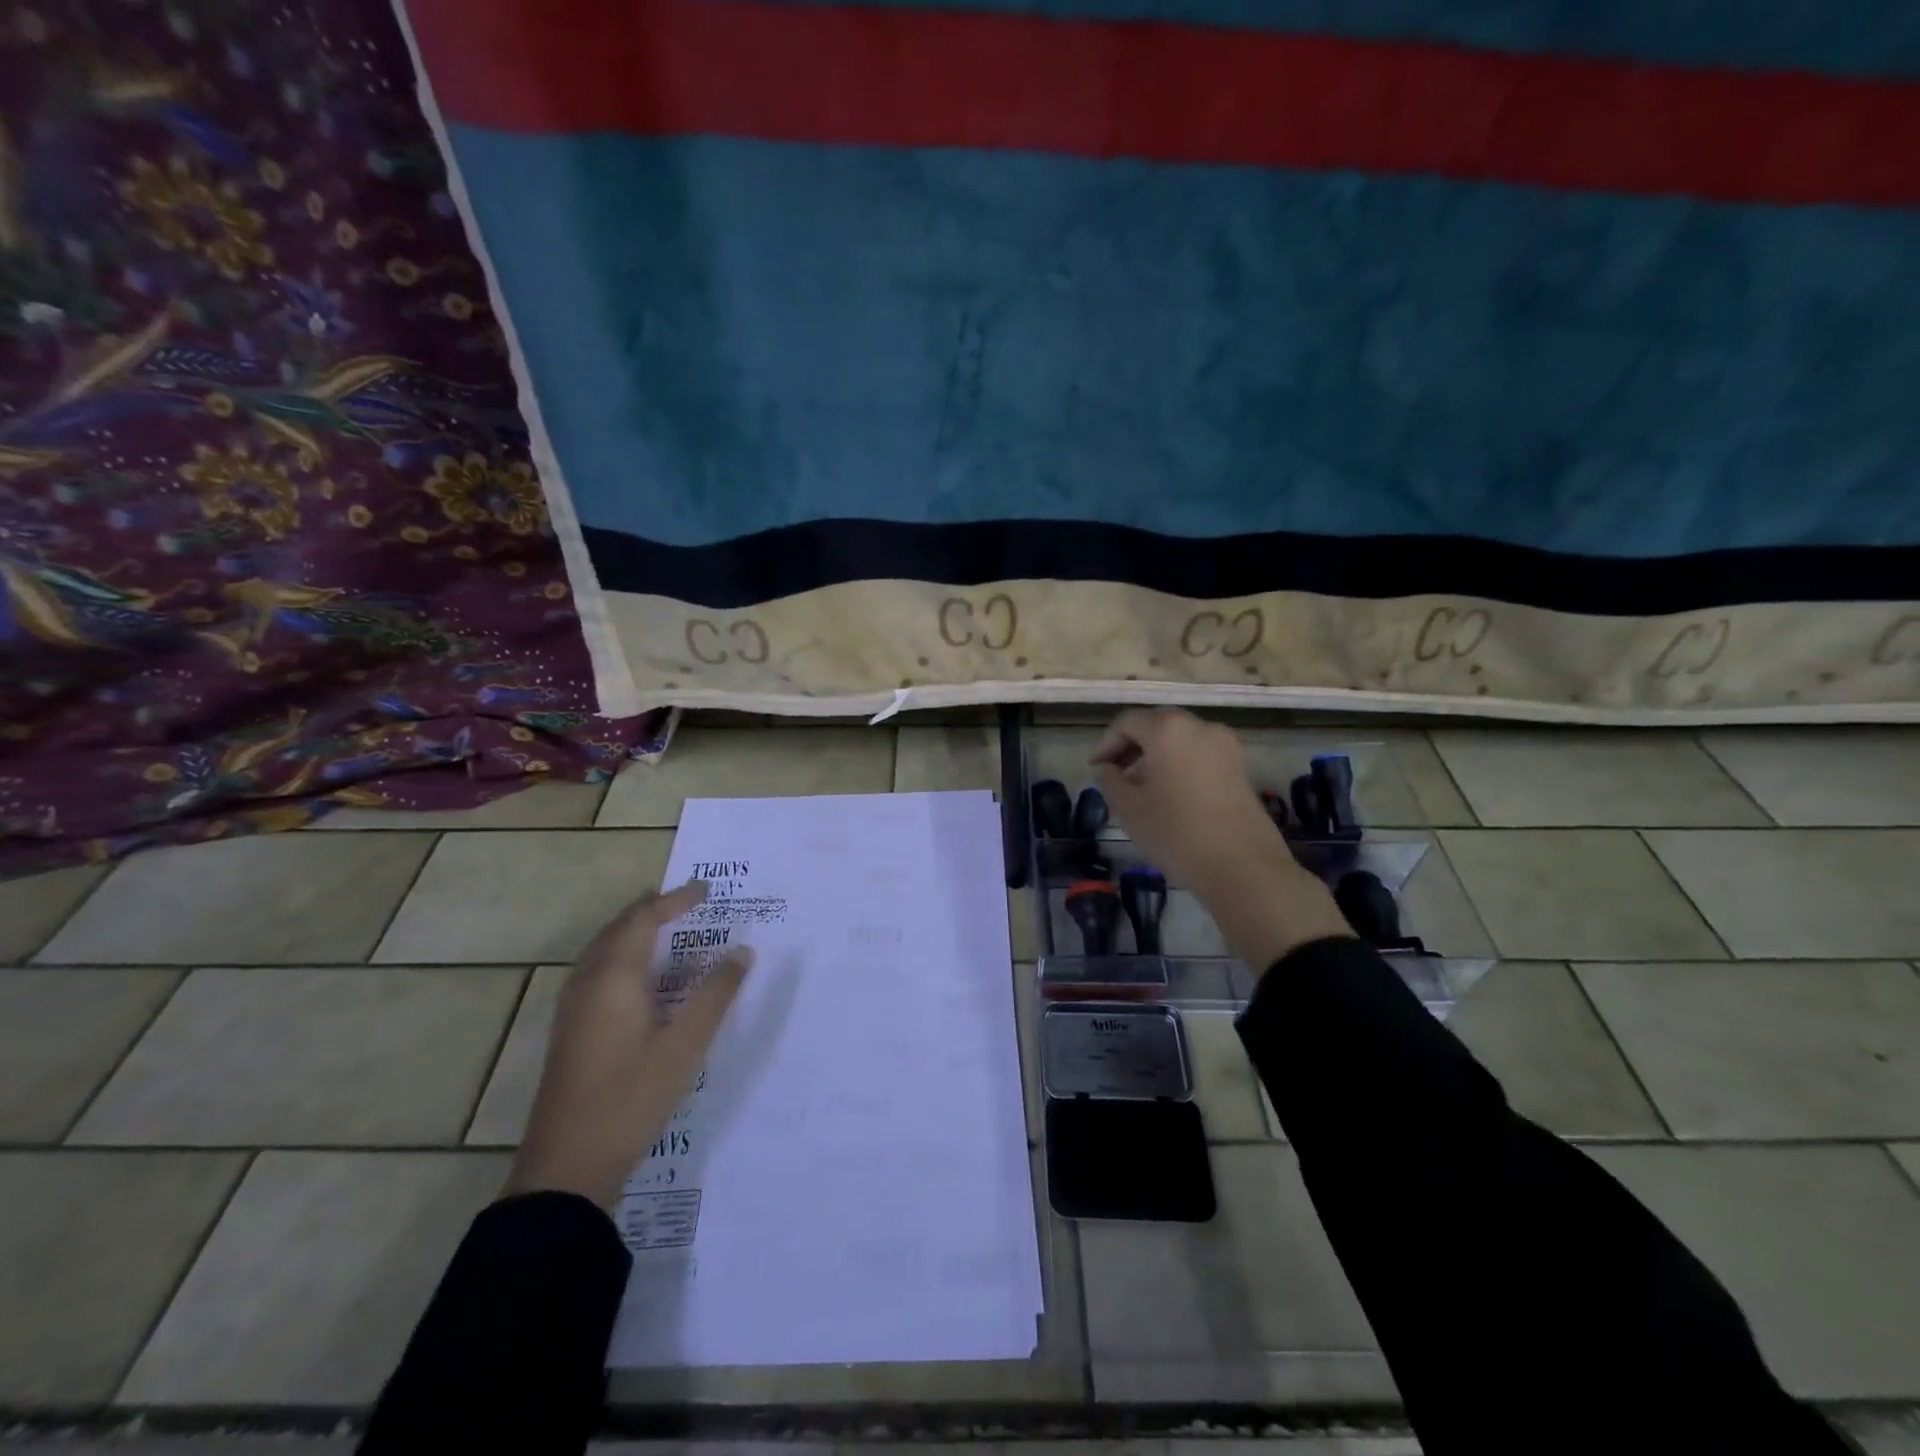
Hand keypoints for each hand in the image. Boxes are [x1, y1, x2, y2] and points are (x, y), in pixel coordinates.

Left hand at [505, 881, 752, 1208]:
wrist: (566, 1167)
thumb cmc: (631, 1097)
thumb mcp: (685, 1044)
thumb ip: (716, 993)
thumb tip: (742, 951)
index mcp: (613, 976)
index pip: (644, 918)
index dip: (675, 900)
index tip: (706, 890)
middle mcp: (587, 982)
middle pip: (619, 928)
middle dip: (653, 910)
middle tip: (689, 904)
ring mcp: (573, 1007)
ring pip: (604, 950)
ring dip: (637, 933)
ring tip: (671, 931)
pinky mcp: (571, 1030)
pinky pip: (599, 972)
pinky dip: (626, 957)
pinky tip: (646, 981)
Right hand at [1091, 708, 1351, 969]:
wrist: (1243, 868)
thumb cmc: (1176, 833)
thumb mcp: (1128, 808)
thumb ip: (1109, 780)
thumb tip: (1106, 768)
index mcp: (1169, 729)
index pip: (1127, 723)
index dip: (1106, 744)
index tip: (1095, 770)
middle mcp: (1200, 727)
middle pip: (1156, 725)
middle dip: (1131, 746)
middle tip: (1114, 775)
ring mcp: (1226, 746)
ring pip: (1180, 739)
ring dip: (1155, 756)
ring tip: (1140, 789)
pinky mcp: (1240, 767)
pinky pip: (1199, 754)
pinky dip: (1179, 764)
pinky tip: (1169, 795)